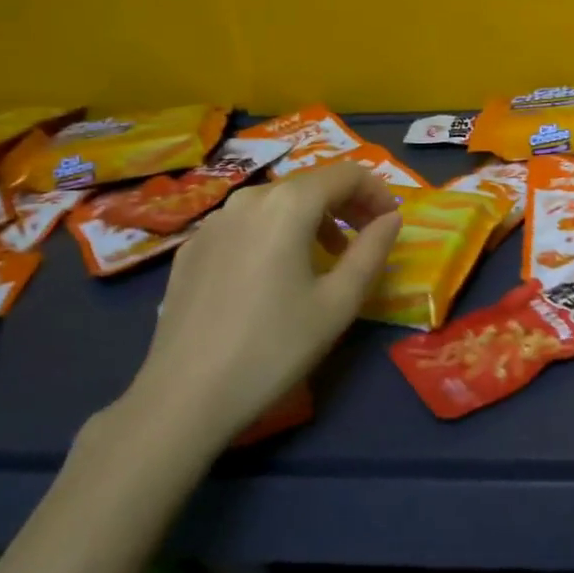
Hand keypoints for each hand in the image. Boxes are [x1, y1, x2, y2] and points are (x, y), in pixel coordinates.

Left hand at [124, 161, 403, 449]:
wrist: (183, 398)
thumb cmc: (274, 347)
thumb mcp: (338, 302)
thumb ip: (372, 250)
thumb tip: (390, 218)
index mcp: (288, 203)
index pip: (347, 174)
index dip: (377, 192)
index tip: (391, 221)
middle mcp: (249, 198)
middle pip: (310, 184)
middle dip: (345, 204)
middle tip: (366, 238)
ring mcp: (214, 222)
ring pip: (276, 203)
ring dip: (310, 220)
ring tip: (324, 259)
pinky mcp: (191, 248)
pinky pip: (245, 225)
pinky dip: (273, 234)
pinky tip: (273, 276)